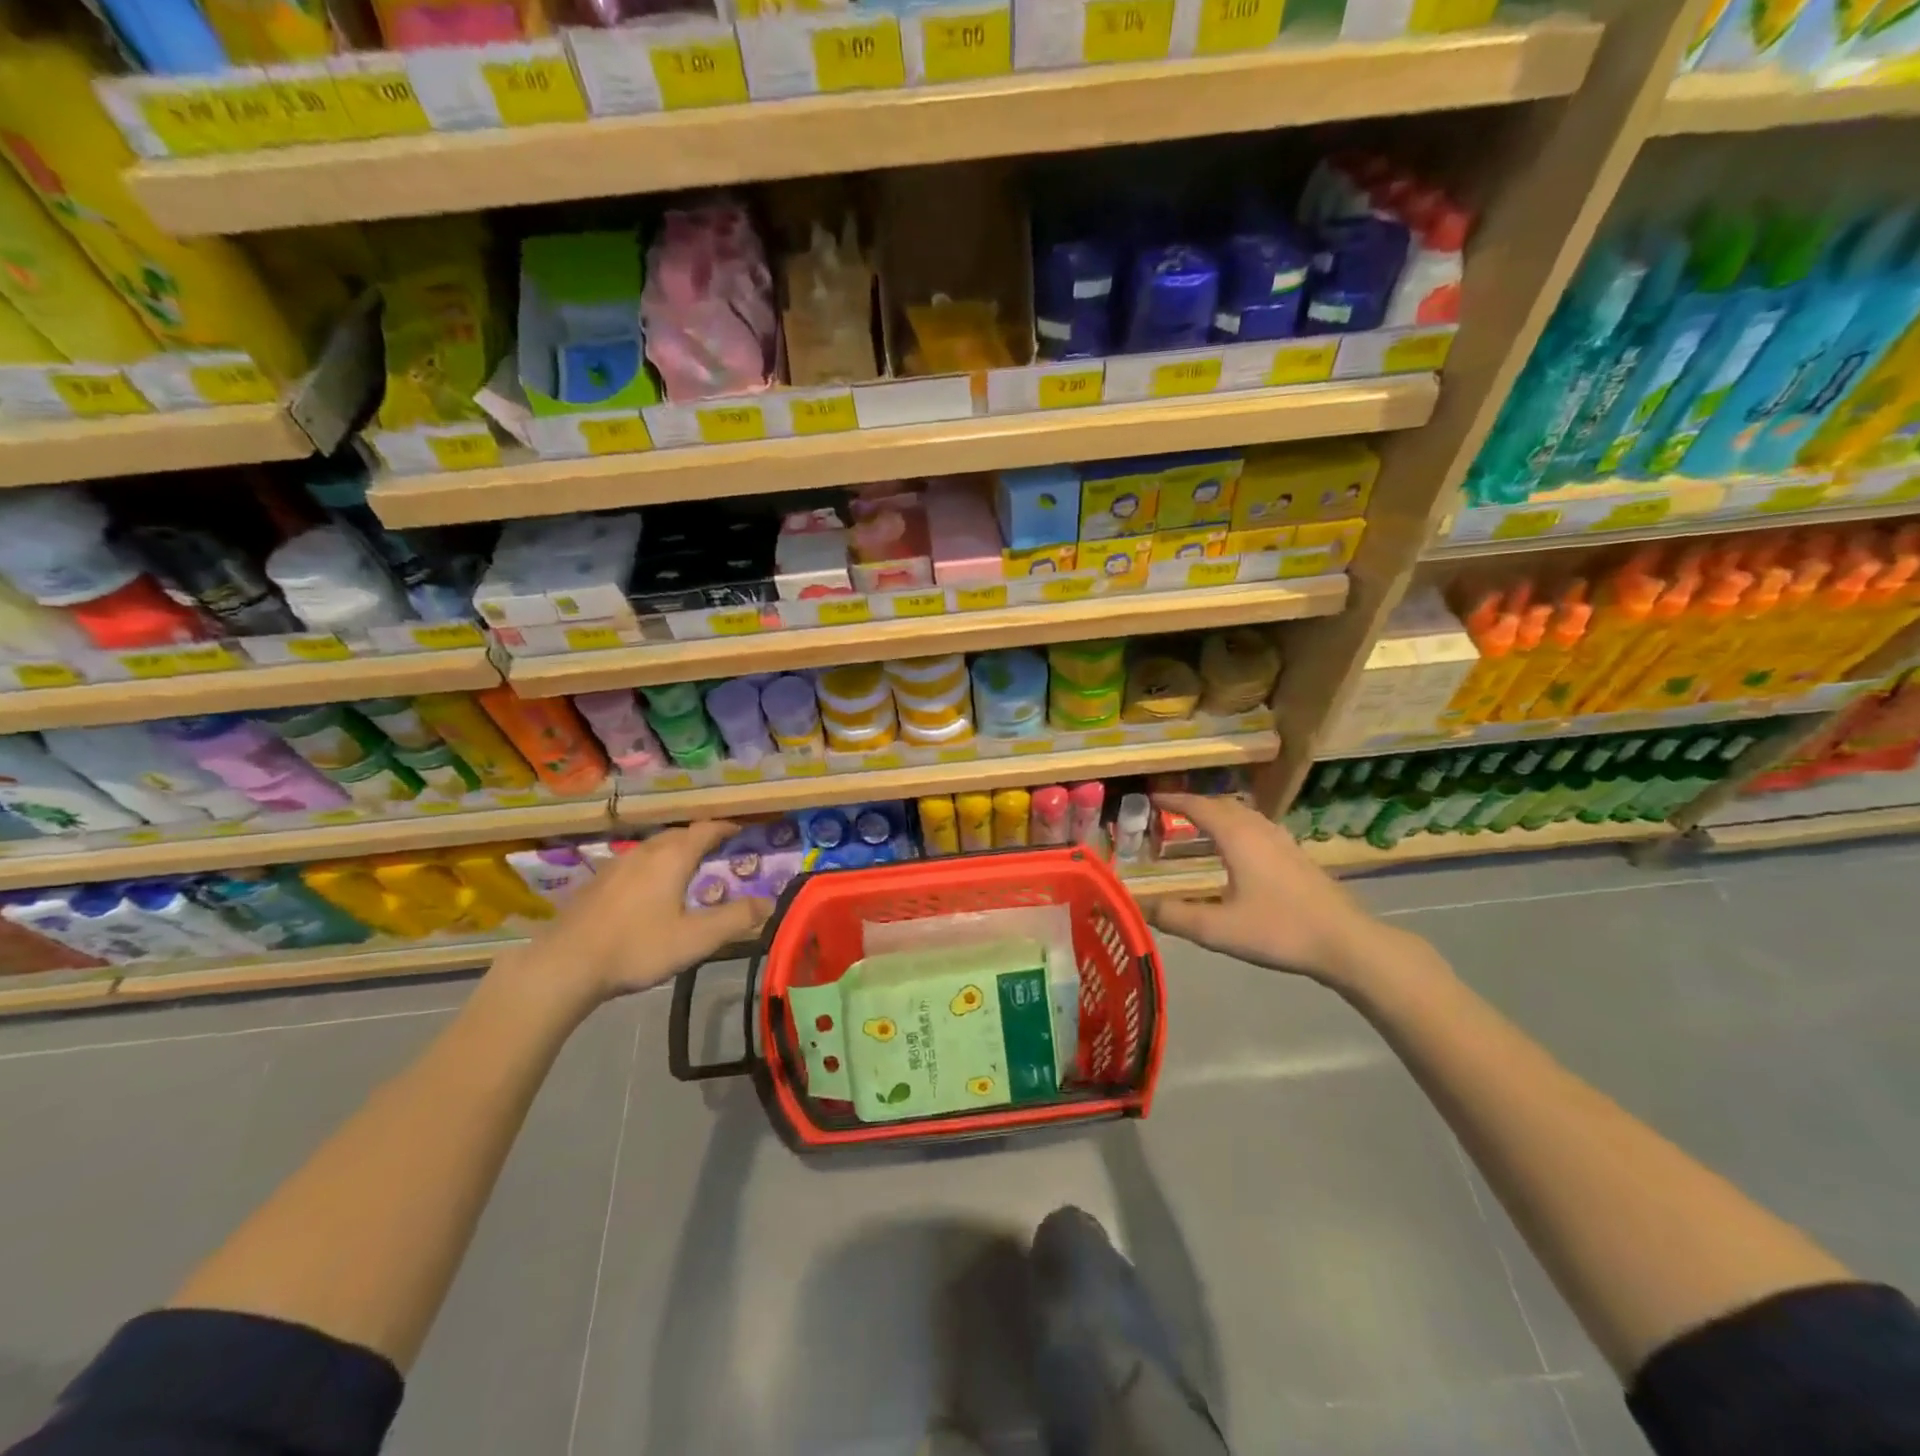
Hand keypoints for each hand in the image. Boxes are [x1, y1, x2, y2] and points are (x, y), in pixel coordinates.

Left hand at [517, 821, 771, 1006]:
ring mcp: (616, 865)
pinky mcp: (596, 882)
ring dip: (674, 850)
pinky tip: (648, 889)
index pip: (706, 829)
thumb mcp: (696, 939)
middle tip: (718, 851)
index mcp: (672, 858)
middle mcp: (645, 852)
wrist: (565, 966)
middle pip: (679, 834)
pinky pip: (634, 862)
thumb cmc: (638, 948)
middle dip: (701, 838)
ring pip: (653, 847)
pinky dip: (652, 865)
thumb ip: (735, 919)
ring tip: (686, 868)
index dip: (726, 827)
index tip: (742, 831)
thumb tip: (770, 903)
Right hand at [1142, 793, 1404, 989]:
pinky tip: (1239, 849)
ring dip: (1219, 813)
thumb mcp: (1218, 929)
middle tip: (1171, 811)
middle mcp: (1260, 830)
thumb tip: (1140, 905)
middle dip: (1195, 803)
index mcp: (1238, 838)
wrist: (1346, 942)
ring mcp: (1283, 841)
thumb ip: (1175, 916)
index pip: (1199, 807)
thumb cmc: (1279, 930)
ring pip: (1245, 814)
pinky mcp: (1298, 856)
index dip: (1174, 800)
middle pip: (1223, 805)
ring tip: (1201, 825)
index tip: (1151, 798)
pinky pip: (1258, 827)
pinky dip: (1238, 826)